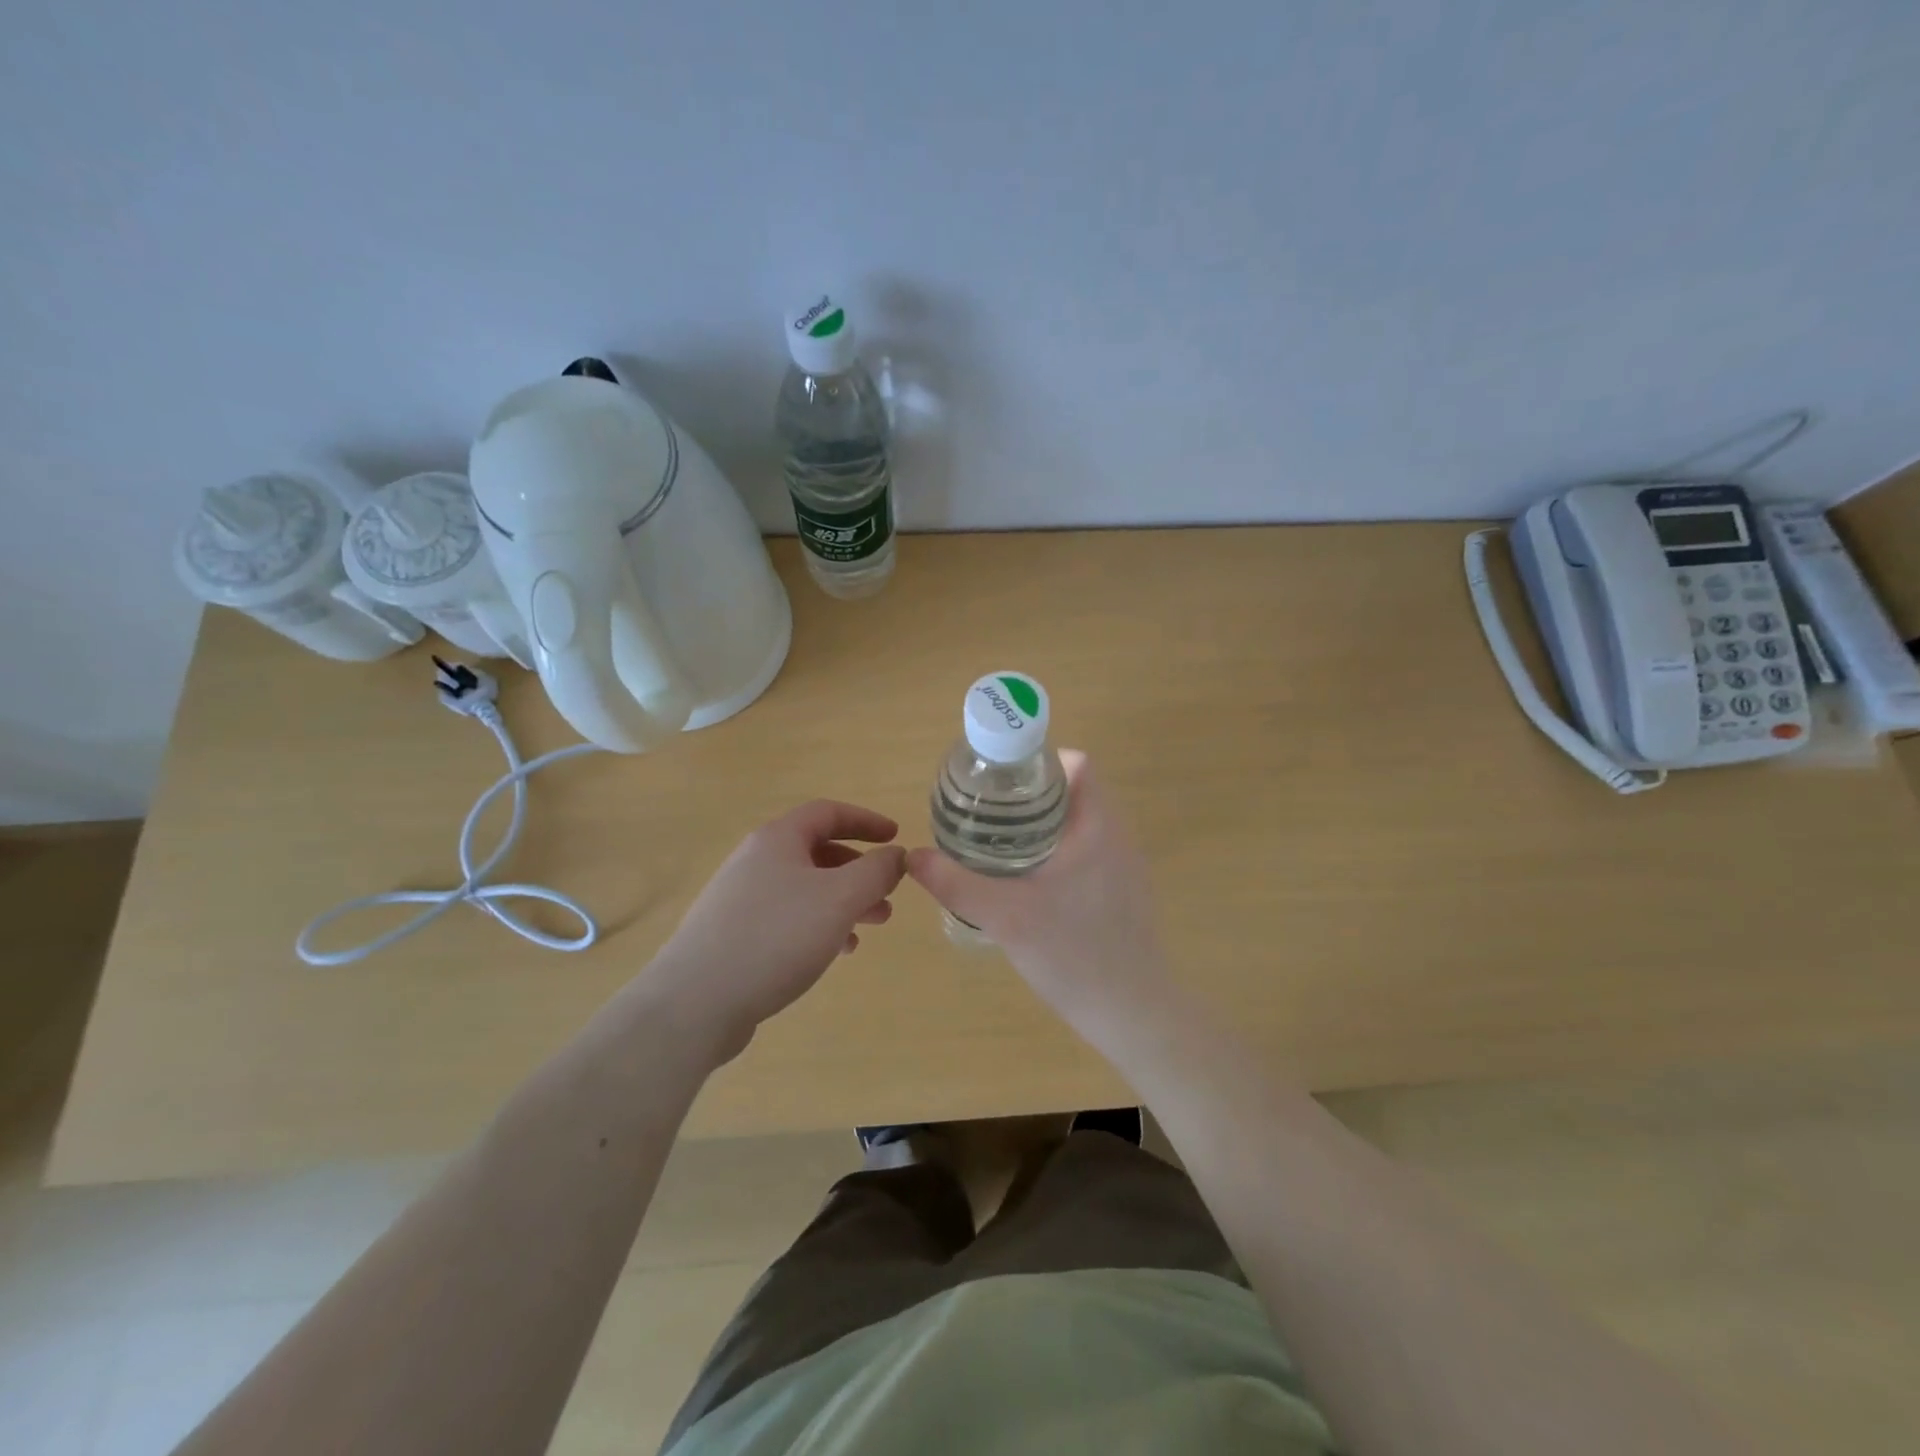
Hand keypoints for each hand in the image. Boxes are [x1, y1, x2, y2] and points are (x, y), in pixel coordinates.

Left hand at [642, 801, 906, 1061]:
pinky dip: (817, 925)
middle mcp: (755, 860)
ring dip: (842, 901)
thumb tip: (897, 854)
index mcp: (778, 840)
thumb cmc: (776, 938)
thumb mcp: (840, 899)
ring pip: (804, 888)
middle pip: (817, 851)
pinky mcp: (732, 934)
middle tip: (888, 895)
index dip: (866, 820)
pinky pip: (786, 917)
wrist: (695, 1002)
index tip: (897, 838)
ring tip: (871, 927)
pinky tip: (835, 951)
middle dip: (859, 870)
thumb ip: (876, 871)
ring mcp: (740, 897)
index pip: (828, 812)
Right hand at [906, 752, 1173, 1034]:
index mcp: (1098, 826)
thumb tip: (913, 856)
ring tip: (999, 842)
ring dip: (1044, 824)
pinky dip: (1059, 851)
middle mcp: (1118, 837)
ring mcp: (1125, 866)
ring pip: (1081, 824)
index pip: (1078, 764)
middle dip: (1031, 794)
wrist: (1134, 1015)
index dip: (1039, 761)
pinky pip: (1089, 851)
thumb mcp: (1005, 917)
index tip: (1000, 780)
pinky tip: (1029, 882)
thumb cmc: (1074, 955)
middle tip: (987, 811)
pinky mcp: (1124, 892)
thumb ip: (956, 883)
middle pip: (1075, 791)